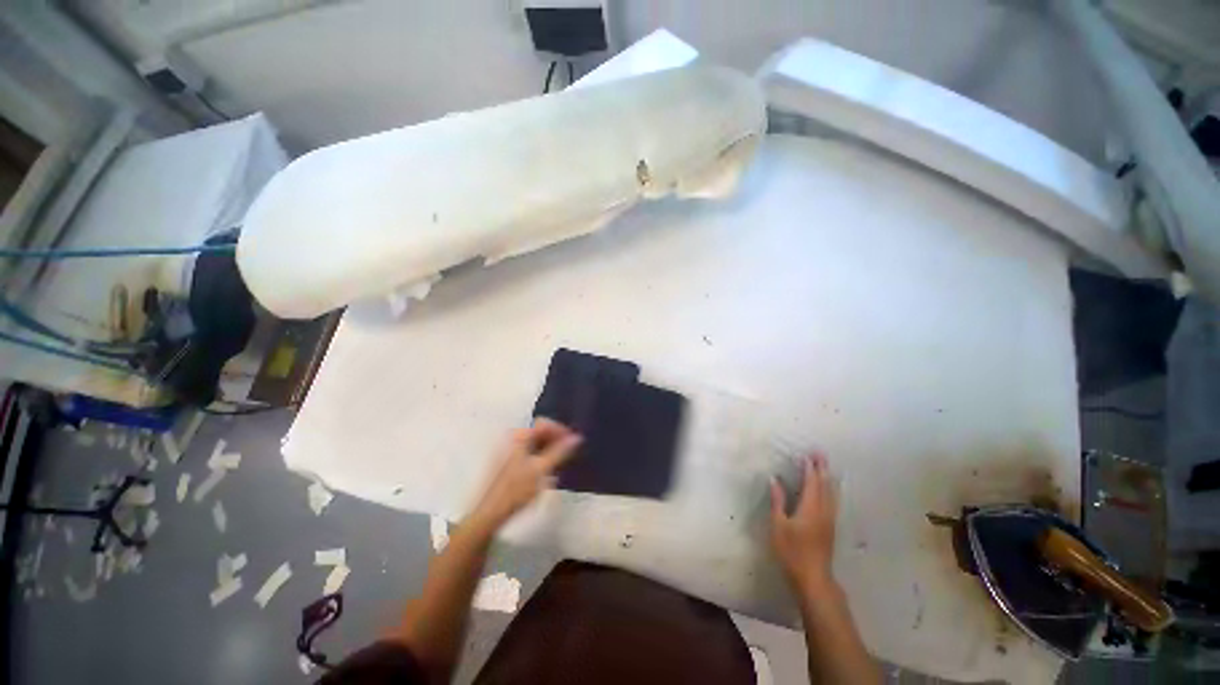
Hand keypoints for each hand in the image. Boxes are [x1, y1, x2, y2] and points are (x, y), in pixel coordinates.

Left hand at [469, 419, 581, 529]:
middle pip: (539, 431)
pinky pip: (529, 451)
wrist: (492, 513)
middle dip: (556, 440)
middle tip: (569, 452)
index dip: (560, 430)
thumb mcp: (542, 469)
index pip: (544, 423)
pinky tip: (548, 469)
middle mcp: (513, 438)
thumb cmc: (517, 489)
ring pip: (535, 442)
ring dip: (550, 448)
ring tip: (561, 461)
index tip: (573, 442)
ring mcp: (509, 449)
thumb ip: (560, 451)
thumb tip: (577, 437)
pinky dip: (541, 456)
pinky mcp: (509, 461)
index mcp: (519, 436)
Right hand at [770, 453, 838, 593]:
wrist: (813, 578)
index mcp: (810, 508)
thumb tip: (775, 480)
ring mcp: (829, 520)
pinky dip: (830, 489)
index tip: (806, 455)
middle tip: (819, 453)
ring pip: (831, 493)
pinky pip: (833, 501)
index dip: (808, 468)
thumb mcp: (779, 526)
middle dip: (822, 468)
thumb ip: (778, 501)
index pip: (811, 483)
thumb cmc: (792, 551)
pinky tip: (830, 489)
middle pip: (824, 485)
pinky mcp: (831, 527)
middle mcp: (823, 511)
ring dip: (828, 477)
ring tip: (825, 466)